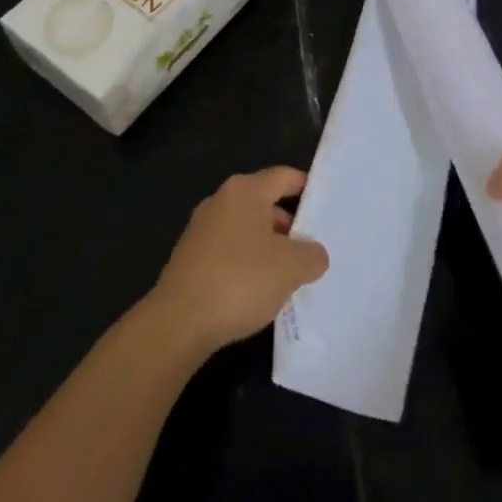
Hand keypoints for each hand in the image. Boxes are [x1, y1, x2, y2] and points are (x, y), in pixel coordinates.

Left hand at [146, 166, 328, 360]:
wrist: (177, 325)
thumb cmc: (240, 280)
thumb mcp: (292, 268)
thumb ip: (312, 255)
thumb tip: (314, 254)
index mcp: (245, 190)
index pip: (284, 177)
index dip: (307, 189)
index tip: (325, 208)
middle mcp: (220, 201)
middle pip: (265, 204)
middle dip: (289, 226)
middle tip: (311, 250)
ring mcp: (200, 230)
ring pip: (246, 230)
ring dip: (267, 248)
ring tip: (287, 276)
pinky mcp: (188, 259)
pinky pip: (228, 252)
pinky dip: (245, 265)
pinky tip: (256, 292)